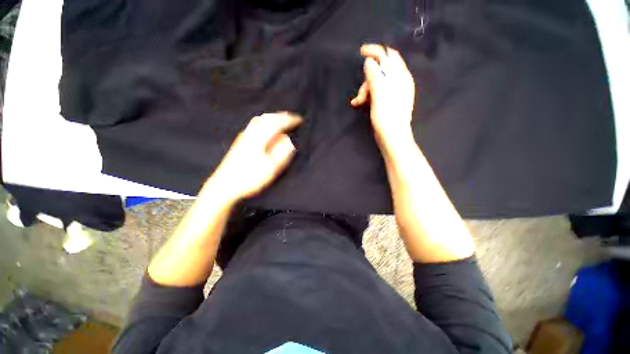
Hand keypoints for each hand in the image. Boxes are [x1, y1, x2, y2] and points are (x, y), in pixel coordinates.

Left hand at [206, 112, 302, 201]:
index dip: (290, 121)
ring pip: (260, 119)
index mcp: (260, 139)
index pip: (277, 124)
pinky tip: (268, 127)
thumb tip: (290, 140)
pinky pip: (255, 124)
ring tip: (282, 120)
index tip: (300, 120)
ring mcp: (244, 136)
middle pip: (267, 118)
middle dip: (282, 116)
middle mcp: (251, 133)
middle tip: (293, 118)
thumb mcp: (270, 168)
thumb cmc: (250, 178)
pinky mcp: (241, 140)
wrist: (225, 184)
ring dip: (273, 117)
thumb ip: (281, 152)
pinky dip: (266, 121)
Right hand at [351, 44, 415, 147]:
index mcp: (401, 76)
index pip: (389, 55)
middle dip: (367, 78)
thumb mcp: (379, 94)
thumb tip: (369, 61)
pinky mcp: (387, 102)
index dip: (376, 51)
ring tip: (357, 102)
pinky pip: (376, 92)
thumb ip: (375, 75)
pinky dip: (367, 96)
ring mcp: (393, 92)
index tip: (361, 51)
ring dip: (365, 90)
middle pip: (381, 70)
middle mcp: (399, 82)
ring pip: (376, 83)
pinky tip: (359, 103)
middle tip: (360, 92)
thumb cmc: (387, 117)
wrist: (392, 138)